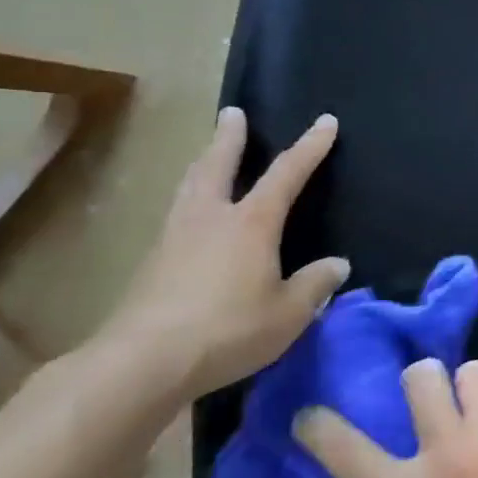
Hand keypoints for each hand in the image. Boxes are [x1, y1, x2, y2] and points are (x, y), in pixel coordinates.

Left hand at [99, 107, 348, 400]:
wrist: (141, 364)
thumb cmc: (228, 329)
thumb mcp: (289, 313)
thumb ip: (315, 285)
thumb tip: (336, 265)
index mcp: (251, 223)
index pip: (287, 174)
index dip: (310, 147)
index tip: (325, 121)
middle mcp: (210, 219)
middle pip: (217, 166)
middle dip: (229, 138)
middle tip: (231, 113)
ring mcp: (174, 240)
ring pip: (190, 188)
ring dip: (203, 163)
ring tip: (208, 153)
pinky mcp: (151, 266)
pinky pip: (176, 216)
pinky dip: (189, 200)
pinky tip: (191, 215)